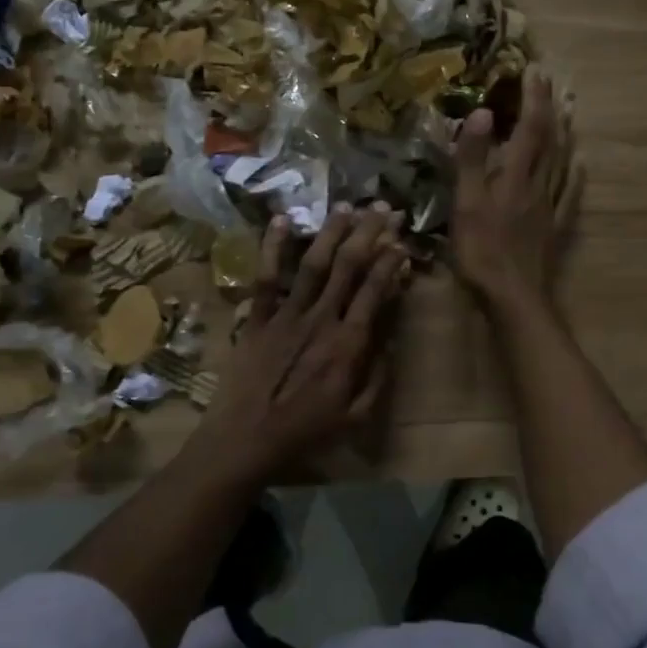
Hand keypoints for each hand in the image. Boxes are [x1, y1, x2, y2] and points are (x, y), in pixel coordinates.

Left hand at [193, 203, 408, 480]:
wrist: (245, 441)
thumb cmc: (304, 433)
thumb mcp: (356, 416)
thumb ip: (378, 374)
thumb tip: (392, 335)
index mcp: (347, 344)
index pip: (374, 290)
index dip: (390, 261)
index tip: (401, 241)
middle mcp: (320, 319)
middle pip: (348, 266)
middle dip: (368, 233)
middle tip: (383, 208)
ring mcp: (286, 314)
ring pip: (313, 263)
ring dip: (332, 232)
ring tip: (347, 206)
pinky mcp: (258, 317)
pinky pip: (266, 277)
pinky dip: (273, 247)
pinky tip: (281, 219)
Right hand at [450, 68, 581, 313]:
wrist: (513, 296)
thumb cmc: (482, 251)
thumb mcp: (466, 203)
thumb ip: (471, 159)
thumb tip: (481, 112)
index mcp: (514, 175)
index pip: (528, 127)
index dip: (532, 98)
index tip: (534, 70)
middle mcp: (537, 184)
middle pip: (549, 139)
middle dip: (549, 107)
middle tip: (551, 81)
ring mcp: (549, 206)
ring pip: (561, 161)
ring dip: (564, 132)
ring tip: (567, 110)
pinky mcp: (553, 228)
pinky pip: (569, 193)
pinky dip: (575, 173)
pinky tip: (580, 164)